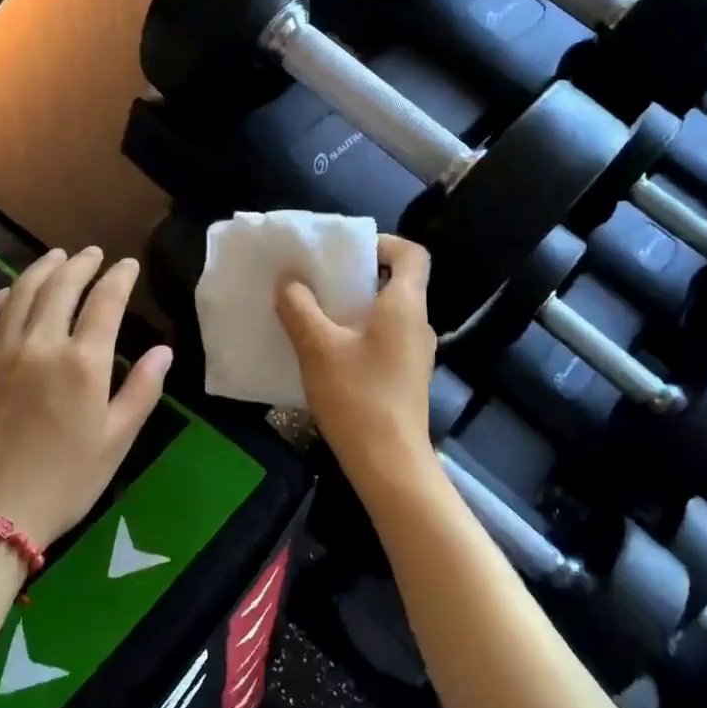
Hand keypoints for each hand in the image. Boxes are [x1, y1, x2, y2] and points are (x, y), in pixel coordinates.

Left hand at [0, 248, 172, 548]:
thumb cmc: (64, 482)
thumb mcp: (116, 441)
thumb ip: (142, 390)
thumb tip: (163, 350)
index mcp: (83, 363)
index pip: (106, 301)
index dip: (120, 277)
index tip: (128, 265)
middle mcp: (40, 344)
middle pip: (62, 286)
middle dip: (81, 263)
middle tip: (93, 253)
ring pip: (21, 292)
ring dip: (42, 269)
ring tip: (55, 257)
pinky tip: (9, 293)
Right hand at [276, 234, 436, 481]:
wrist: (389, 464)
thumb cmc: (357, 396)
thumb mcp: (318, 347)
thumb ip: (300, 308)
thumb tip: (288, 280)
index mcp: (405, 305)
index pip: (410, 254)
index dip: (382, 243)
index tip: (345, 253)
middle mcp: (417, 324)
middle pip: (395, 282)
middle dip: (355, 277)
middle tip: (317, 281)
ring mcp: (414, 354)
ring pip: (386, 314)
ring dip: (353, 308)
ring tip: (314, 314)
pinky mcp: (405, 378)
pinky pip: (382, 340)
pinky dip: (357, 335)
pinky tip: (325, 352)